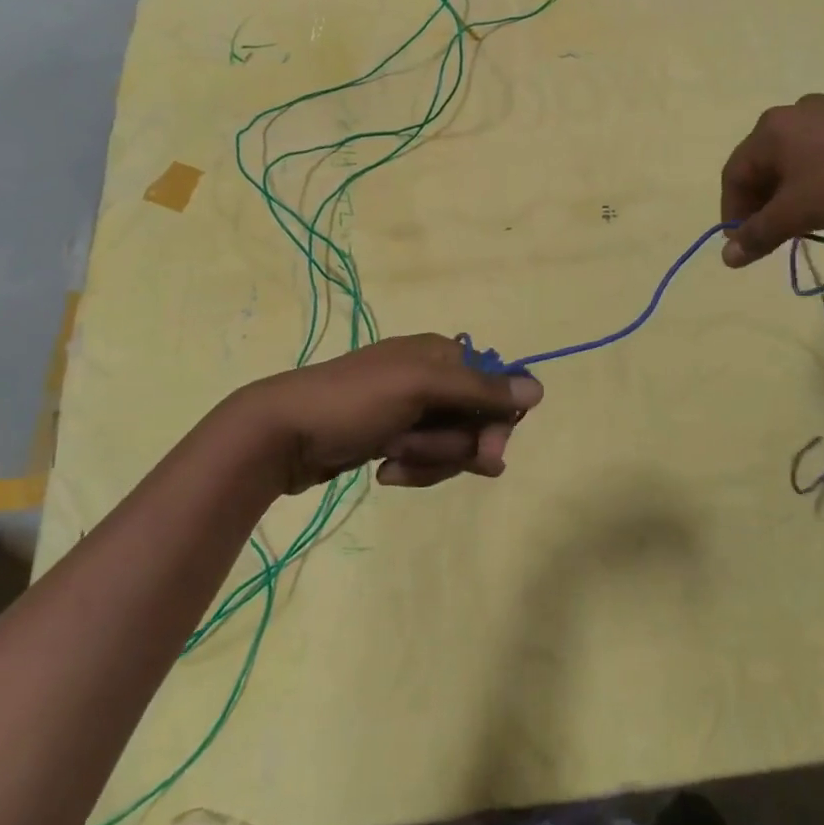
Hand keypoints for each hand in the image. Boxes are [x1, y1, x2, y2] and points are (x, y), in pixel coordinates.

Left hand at [223, 334, 542, 494]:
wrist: (283, 433)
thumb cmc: (354, 401)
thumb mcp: (419, 387)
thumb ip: (480, 389)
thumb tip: (540, 389)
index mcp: (442, 354)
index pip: (497, 389)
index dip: (494, 424)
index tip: (484, 453)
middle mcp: (433, 378)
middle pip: (476, 422)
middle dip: (451, 447)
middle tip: (415, 452)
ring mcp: (413, 411)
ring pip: (453, 447)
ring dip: (428, 461)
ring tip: (391, 459)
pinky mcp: (395, 439)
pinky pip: (427, 460)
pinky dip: (411, 468)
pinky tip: (383, 470)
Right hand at [720, 96, 823, 266]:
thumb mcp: (798, 213)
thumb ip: (759, 234)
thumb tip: (727, 257)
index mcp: (769, 129)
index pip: (734, 175)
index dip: (732, 213)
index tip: (744, 244)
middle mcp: (793, 112)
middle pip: (762, 165)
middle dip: (762, 203)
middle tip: (773, 234)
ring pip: (794, 158)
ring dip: (789, 192)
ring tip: (805, 219)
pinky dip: (817, 177)